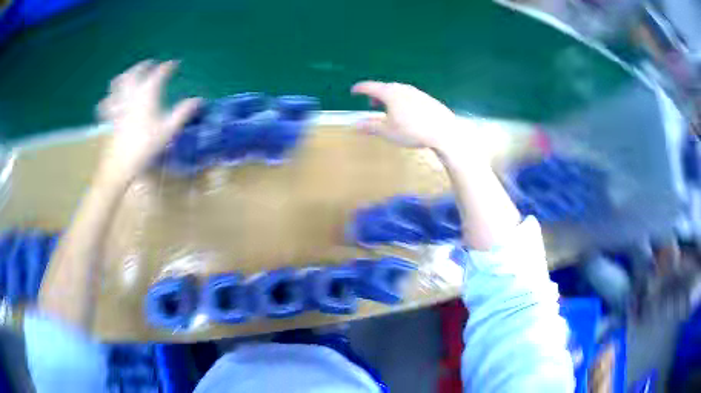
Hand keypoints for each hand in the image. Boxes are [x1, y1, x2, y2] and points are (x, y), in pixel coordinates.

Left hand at [96, 60, 200, 185]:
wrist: (122, 164)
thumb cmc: (146, 145)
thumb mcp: (169, 129)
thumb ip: (183, 112)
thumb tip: (199, 100)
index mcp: (147, 93)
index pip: (159, 73)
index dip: (168, 67)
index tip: (175, 64)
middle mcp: (132, 93)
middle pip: (136, 72)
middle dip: (144, 66)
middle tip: (151, 64)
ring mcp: (119, 104)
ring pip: (118, 82)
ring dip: (125, 76)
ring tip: (130, 76)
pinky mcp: (110, 117)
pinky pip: (106, 103)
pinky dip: (109, 98)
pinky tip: (111, 100)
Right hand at [351, 81, 461, 152]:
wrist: (443, 132)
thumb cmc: (412, 131)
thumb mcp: (387, 131)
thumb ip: (370, 126)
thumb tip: (355, 124)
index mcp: (390, 93)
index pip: (370, 87)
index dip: (360, 89)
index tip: (353, 91)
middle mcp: (403, 89)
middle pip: (385, 88)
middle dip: (376, 95)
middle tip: (371, 104)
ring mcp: (417, 93)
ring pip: (399, 92)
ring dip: (390, 98)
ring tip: (388, 110)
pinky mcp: (427, 99)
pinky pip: (410, 97)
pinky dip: (402, 101)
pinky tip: (407, 114)